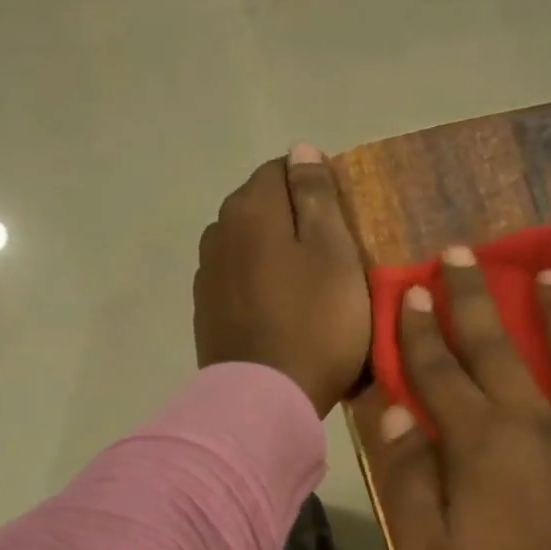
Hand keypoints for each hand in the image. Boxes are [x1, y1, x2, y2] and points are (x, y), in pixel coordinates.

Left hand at [194, 144, 371, 417]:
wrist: (266, 399)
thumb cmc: (315, 322)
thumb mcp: (334, 252)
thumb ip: (317, 196)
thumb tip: (301, 150)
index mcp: (250, 208)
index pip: (282, 169)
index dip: (316, 188)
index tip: (343, 222)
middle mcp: (218, 231)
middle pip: (261, 206)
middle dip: (294, 219)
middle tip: (332, 256)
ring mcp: (207, 274)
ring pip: (248, 244)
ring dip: (274, 253)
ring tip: (307, 287)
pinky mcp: (207, 312)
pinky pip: (238, 280)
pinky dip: (259, 283)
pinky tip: (280, 311)